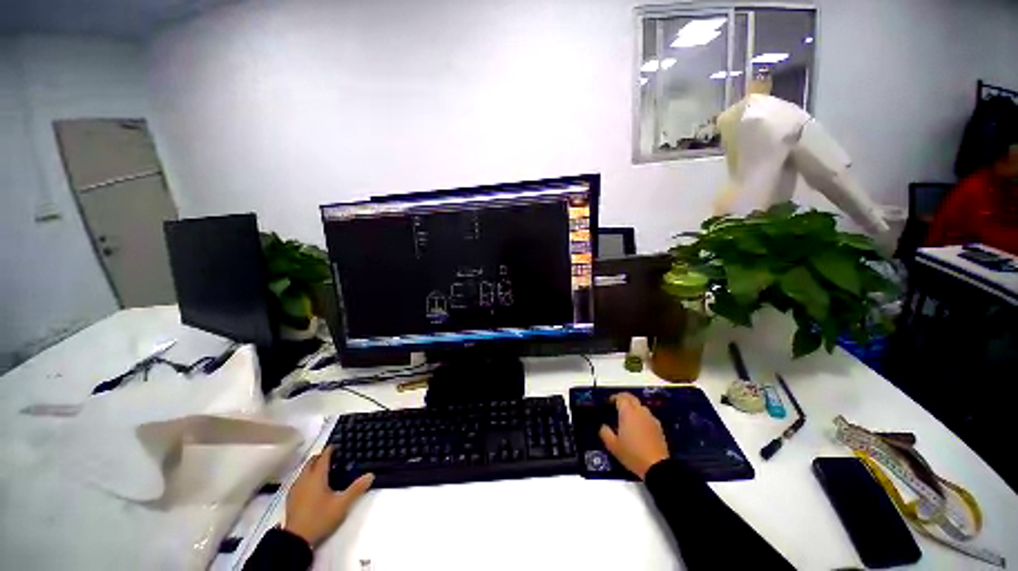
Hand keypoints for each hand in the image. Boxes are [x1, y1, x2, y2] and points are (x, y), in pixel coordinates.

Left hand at [283, 446, 373, 546]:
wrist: (295, 539)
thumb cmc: (320, 518)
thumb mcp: (342, 504)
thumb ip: (356, 489)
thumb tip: (371, 475)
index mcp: (317, 476)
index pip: (323, 457)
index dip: (331, 450)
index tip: (337, 446)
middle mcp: (304, 479)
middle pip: (311, 461)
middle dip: (321, 457)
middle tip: (332, 457)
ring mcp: (295, 488)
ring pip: (304, 470)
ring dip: (313, 467)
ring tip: (323, 471)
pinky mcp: (291, 498)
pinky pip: (299, 480)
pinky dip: (307, 477)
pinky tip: (312, 486)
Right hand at [599, 393, 669, 479]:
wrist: (657, 467)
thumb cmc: (632, 454)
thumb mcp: (612, 445)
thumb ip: (605, 432)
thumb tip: (603, 426)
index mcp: (627, 412)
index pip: (620, 397)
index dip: (613, 398)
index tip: (608, 403)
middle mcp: (640, 411)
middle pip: (631, 398)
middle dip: (623, 398)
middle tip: (616, 405)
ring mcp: (651, 418)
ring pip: (640, 406)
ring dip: (633, 407)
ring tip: (627, 417)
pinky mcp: (659, 427)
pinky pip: (648, 416)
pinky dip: (641, 416)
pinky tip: (639, 427)